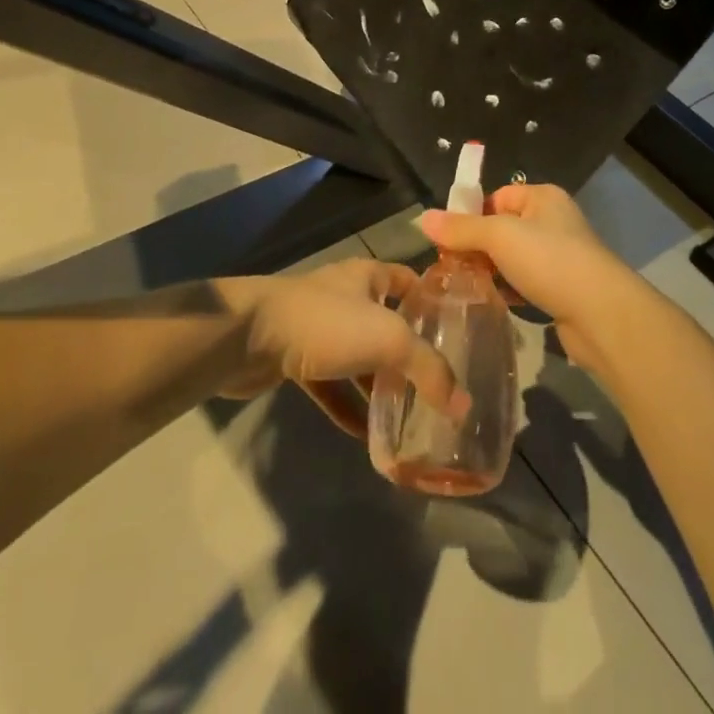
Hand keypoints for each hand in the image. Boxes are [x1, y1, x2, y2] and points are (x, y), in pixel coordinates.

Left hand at [216, 261, 465, 437]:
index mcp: (369, 276)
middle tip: (439, 384)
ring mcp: (320, 328)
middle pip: (387, 322)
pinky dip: (348, 406)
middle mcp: (347, 296)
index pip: (411, 281)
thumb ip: (428, 369)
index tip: (460, 334)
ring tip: (409, 416)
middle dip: (410, 352)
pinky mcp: (296, 358)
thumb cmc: (326, 323)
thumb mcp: (388, 339)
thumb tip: (463, 405)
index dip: (434, 303)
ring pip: (359, 357)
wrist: (249, 337)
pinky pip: (331, 385)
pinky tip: (366, 437)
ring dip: (379, 385)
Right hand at [421, 183, 648, 375]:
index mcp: (543, 197)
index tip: (448, 240)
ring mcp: (560, 256)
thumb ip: (461, 229)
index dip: (472, 215)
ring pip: (513, 258)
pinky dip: (509, 290)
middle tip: (450, 267)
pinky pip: (526, 282)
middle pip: (503, 228)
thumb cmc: (549, 260)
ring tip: (464, 287)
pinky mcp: (562, 288)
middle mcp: (553, 221)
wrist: (601, 314)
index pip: (497, 197)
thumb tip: (422, 218)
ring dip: (491, 271)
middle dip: (477, 247)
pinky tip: (491, 302)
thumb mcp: (499, 237)